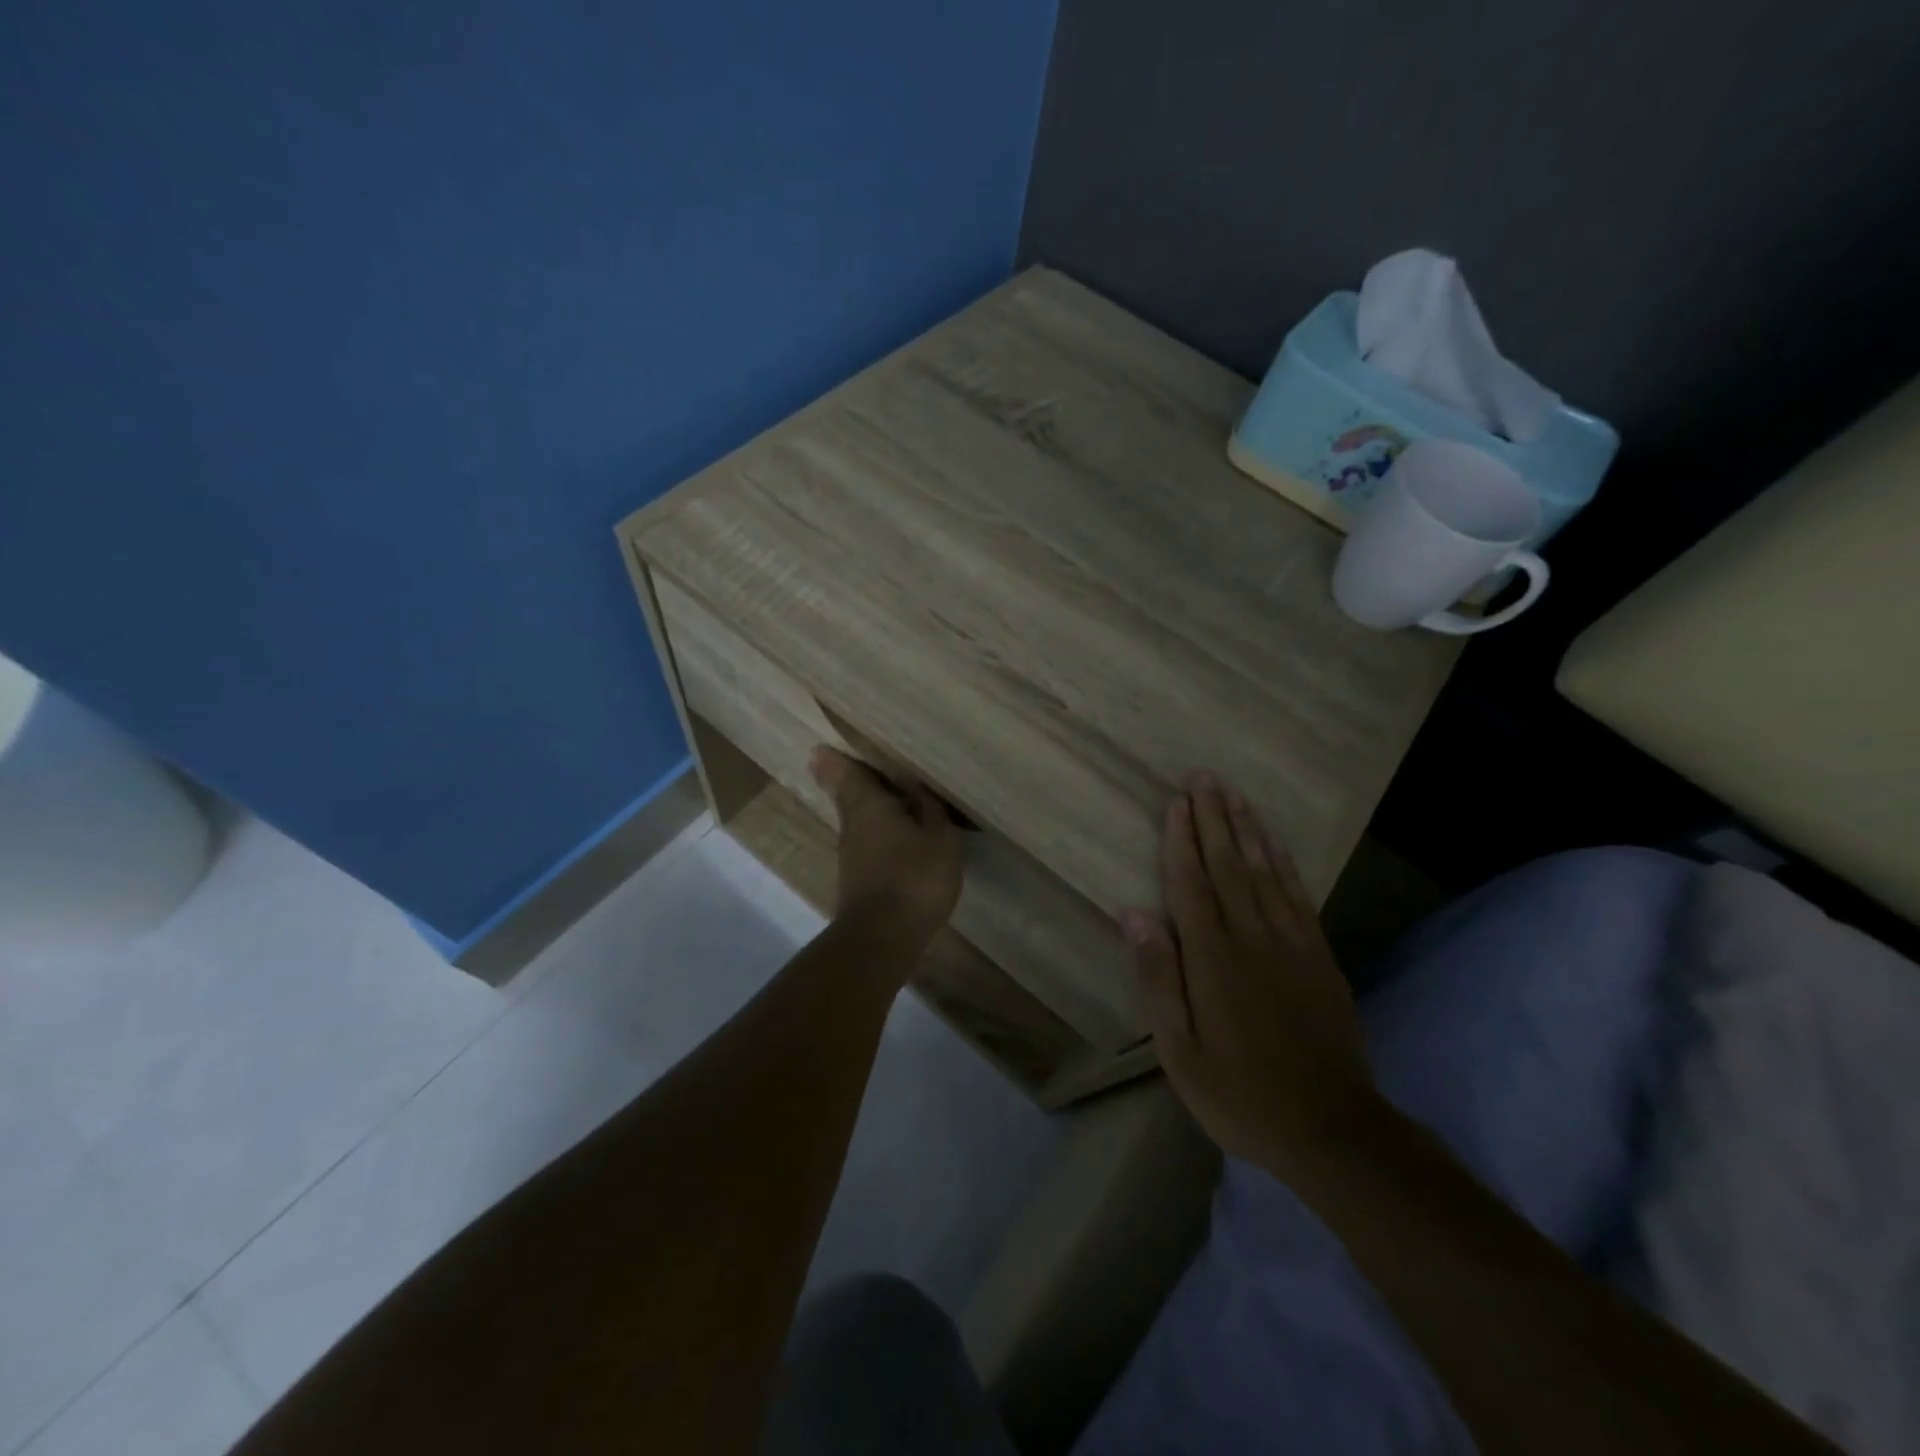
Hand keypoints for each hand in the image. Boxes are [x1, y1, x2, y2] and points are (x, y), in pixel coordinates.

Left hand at [809, 746, 962, 951]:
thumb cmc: (914, 876)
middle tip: (847, 766)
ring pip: (857, 823)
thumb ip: (930, 809)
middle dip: (848, 782)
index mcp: (869, 806)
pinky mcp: (857, 882)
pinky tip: (895, 840)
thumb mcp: (939, 838)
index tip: (819, 749)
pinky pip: (867, 845)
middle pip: (848, 798)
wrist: (884, 937)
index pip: (847, 775)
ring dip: (867, 810)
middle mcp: (852, 827)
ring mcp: (851, 857)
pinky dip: (877, 836)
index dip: (836, 761)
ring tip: (885, 800)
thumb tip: (916, 785)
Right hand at [1119, 772, 1377, 1169]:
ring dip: (1246, 828)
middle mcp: (1253, 938)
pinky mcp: (1320, 955)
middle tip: (1203, 776)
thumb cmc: (1241, 1094)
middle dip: (1214, 817)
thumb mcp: (1180, 1052)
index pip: (1192, 883)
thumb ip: (1158, 979)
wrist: (1333, 1129)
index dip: (1182, 839)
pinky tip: (1272, 842)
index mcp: (1213, 959)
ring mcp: (1292, 943)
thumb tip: (1133, 914)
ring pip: (1264, 871)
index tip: (1176, 801)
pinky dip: (1282, 862)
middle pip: (1228, 865)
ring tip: (1233, 792)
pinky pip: (1297, 895)